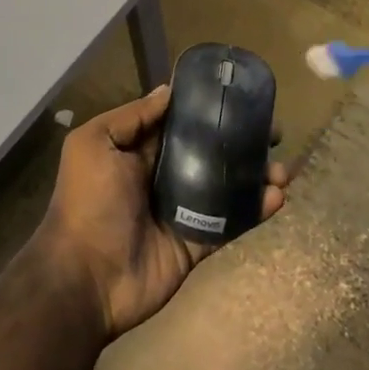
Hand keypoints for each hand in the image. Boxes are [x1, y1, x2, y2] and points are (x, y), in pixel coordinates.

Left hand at [35, 85, 289, 340]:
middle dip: (240, 141)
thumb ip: (132, 117)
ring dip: (255, 175)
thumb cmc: (88, 201)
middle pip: (209, 152)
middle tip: (274, 132)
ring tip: (282, 169)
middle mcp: (162, 176)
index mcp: (138, 151)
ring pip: (225, 186)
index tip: (239, 96)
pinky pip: (229, 222)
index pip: (178, 123)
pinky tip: (277, 197)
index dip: (207, 109)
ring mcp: (182, 211)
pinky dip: (254, 210)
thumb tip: (168, 91)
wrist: (85, 278)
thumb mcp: (94, 144)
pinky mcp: (196, 242)